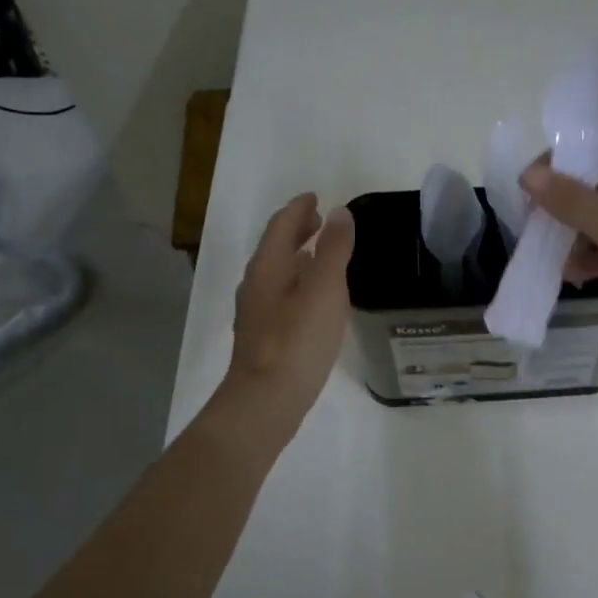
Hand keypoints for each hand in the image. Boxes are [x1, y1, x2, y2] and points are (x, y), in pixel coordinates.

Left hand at [217, 194, 354, 437]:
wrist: (266, 400)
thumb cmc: (297, 341)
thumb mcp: (324, 290)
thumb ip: (334, 250)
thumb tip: (340, 213)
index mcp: (267, 268)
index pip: (281, 226)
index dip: (299, 209)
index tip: (316, 197)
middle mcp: (257, 285)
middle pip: (275, 248)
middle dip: (297, 230)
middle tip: (320, 221)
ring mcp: (258, 313)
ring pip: (278, 273)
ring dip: (298, 257)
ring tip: (322, 255)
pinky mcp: (266, 337)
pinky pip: (282, 295)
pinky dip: (299, 283)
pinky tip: (315, 299)